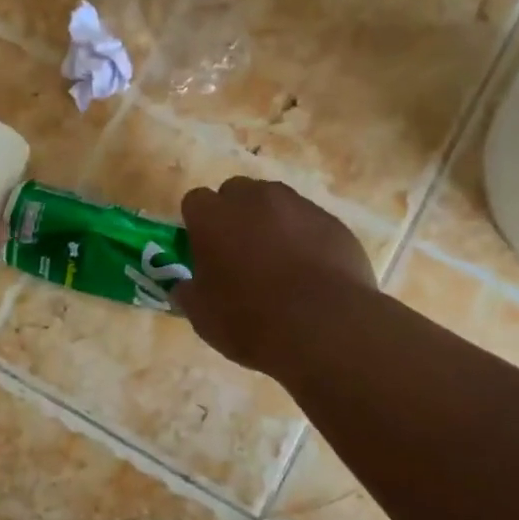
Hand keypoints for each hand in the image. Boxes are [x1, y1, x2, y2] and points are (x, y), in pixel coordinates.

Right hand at [174, 177, 376, 372]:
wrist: (324, 327)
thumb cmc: (250, 320)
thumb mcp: (202, 315)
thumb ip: (189, 292)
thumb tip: (186, 287)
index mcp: (212, 216)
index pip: (195, 202)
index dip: (198, 225)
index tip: (203, 251)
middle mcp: (253, 198)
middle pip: (236, 192)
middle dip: (234, 215)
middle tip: (238, 253)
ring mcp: (297, 206)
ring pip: (275, 203)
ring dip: (271, 223)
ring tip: (278, 263)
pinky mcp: (332, 222)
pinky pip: (309, 223)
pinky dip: (305, 239)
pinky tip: (310, 273)